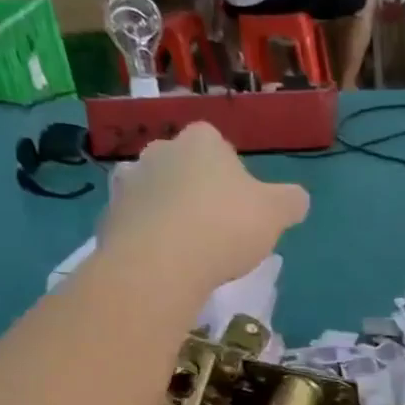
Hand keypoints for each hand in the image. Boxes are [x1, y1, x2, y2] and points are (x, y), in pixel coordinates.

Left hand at [100, 123, 309, 285]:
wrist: (159, 264)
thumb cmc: (224, 226)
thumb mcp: (276, 213)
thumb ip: (291, 201)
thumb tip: (297, 199)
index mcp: (201, 140)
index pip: (219, 144)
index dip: (232, 175)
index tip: (241, 205)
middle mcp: (159, 150)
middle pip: (184, 167)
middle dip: (197, 190)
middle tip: (216, 228)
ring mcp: (128, 182)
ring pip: (157, 194)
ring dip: (169, 212)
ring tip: (188, 249)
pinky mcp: (108, 217)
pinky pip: (136, 223)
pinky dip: (148, 237)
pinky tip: (164, 263)